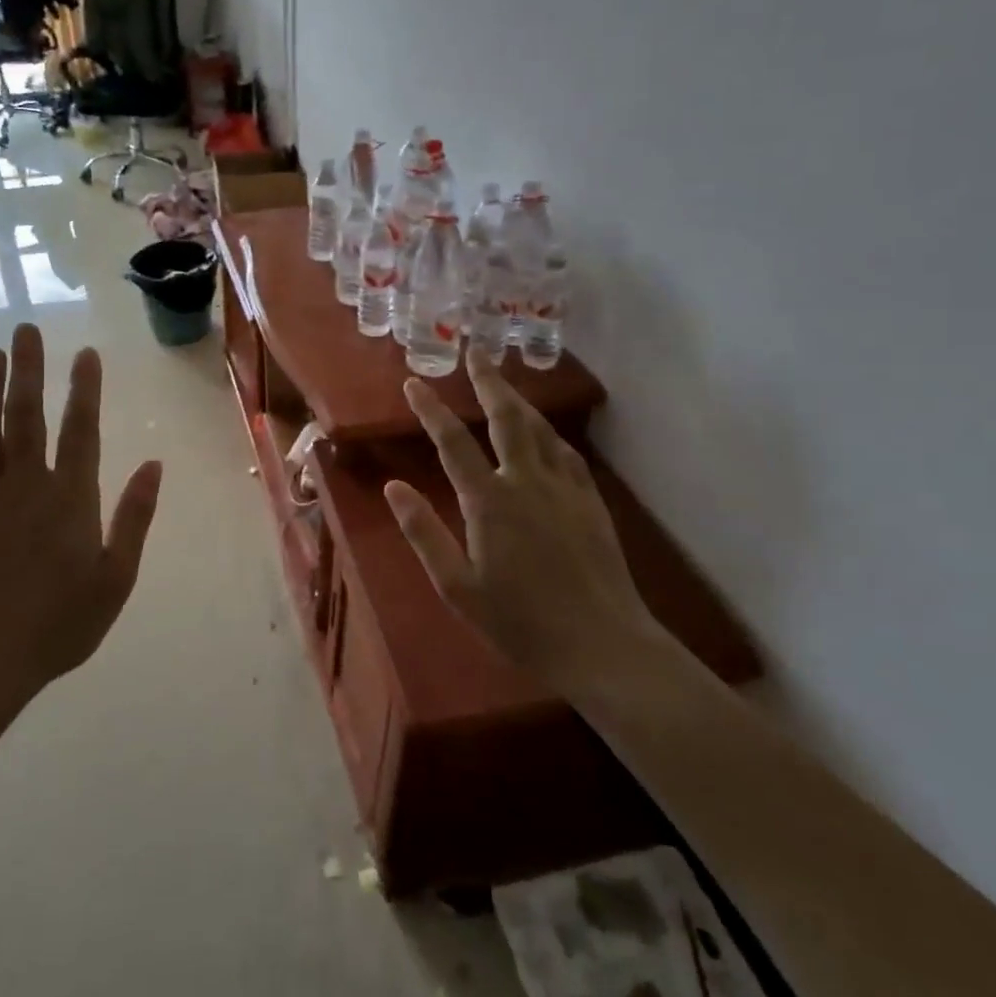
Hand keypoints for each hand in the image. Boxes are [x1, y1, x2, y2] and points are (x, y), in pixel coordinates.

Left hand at [0, 324, 162, 703]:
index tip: (86, 353)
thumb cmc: (61, 622)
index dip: (84, 389)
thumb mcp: (116, 576)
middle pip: (26, 415)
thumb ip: (134, 517)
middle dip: (28, 370)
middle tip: (25, 330)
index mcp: (71, 497)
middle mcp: (27, 485)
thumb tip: (154, 465)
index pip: (81, 429)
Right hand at [385, 350, 660, 695]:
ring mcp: (564, 489)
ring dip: (519, 400)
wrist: (602, 645)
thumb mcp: (457, 587)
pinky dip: (549, 433)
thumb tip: (393, 487)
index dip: (431, 410)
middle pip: (506, 418)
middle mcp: (527, 482)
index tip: (413, 382)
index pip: (453, 443)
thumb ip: (423, 532)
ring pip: (540, 429)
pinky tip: (545, 433)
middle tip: (476, 352)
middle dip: (488, 382)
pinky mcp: (591, 502)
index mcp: (489, 502)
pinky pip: (566, 453)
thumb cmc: (520, 622)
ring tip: (504, 382)